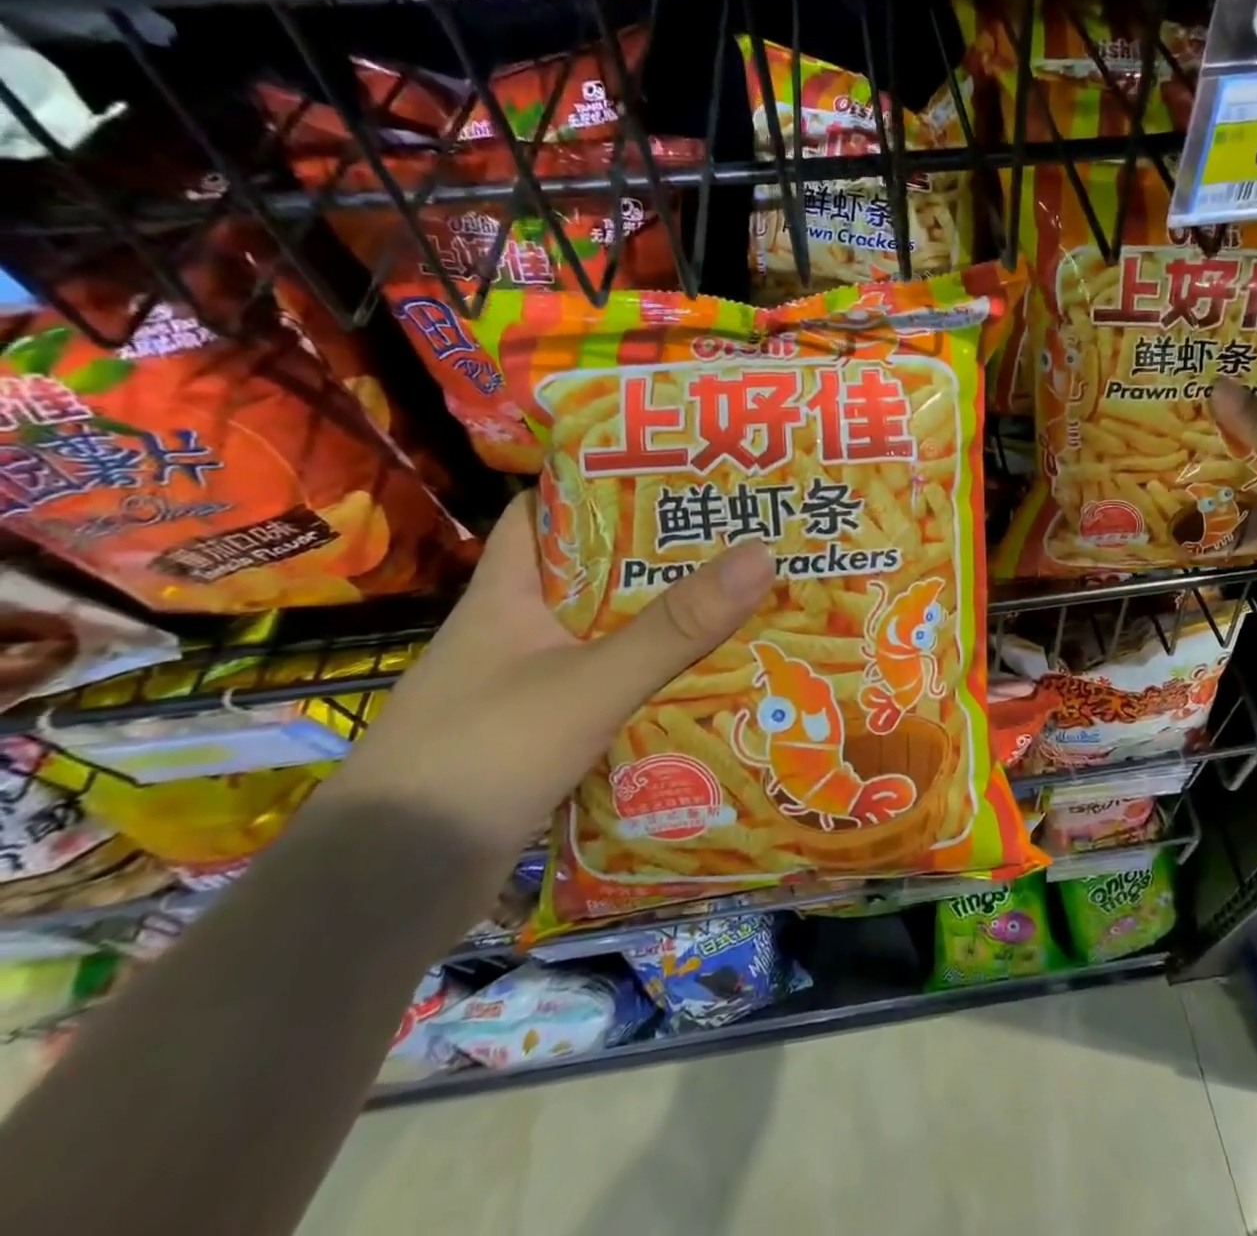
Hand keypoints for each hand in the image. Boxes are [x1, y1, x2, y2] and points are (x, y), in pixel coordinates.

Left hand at [319, 491, 774, 861]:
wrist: (390, 887)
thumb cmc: (482, 755)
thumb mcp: (591, 682)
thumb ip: (675, 626)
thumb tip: (761, 554)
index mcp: (506, 596)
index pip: (542, 513)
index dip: (594, 484)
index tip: (665, 473)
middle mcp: (511, 633)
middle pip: (588, 576)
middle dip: (653, 559)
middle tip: (730, 539)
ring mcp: (521, 687)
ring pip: (600, 637)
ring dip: (655, 625)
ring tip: (732, 602)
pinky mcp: (536, 736)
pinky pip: (603, 690)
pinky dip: (644, 681)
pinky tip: (698, 682)